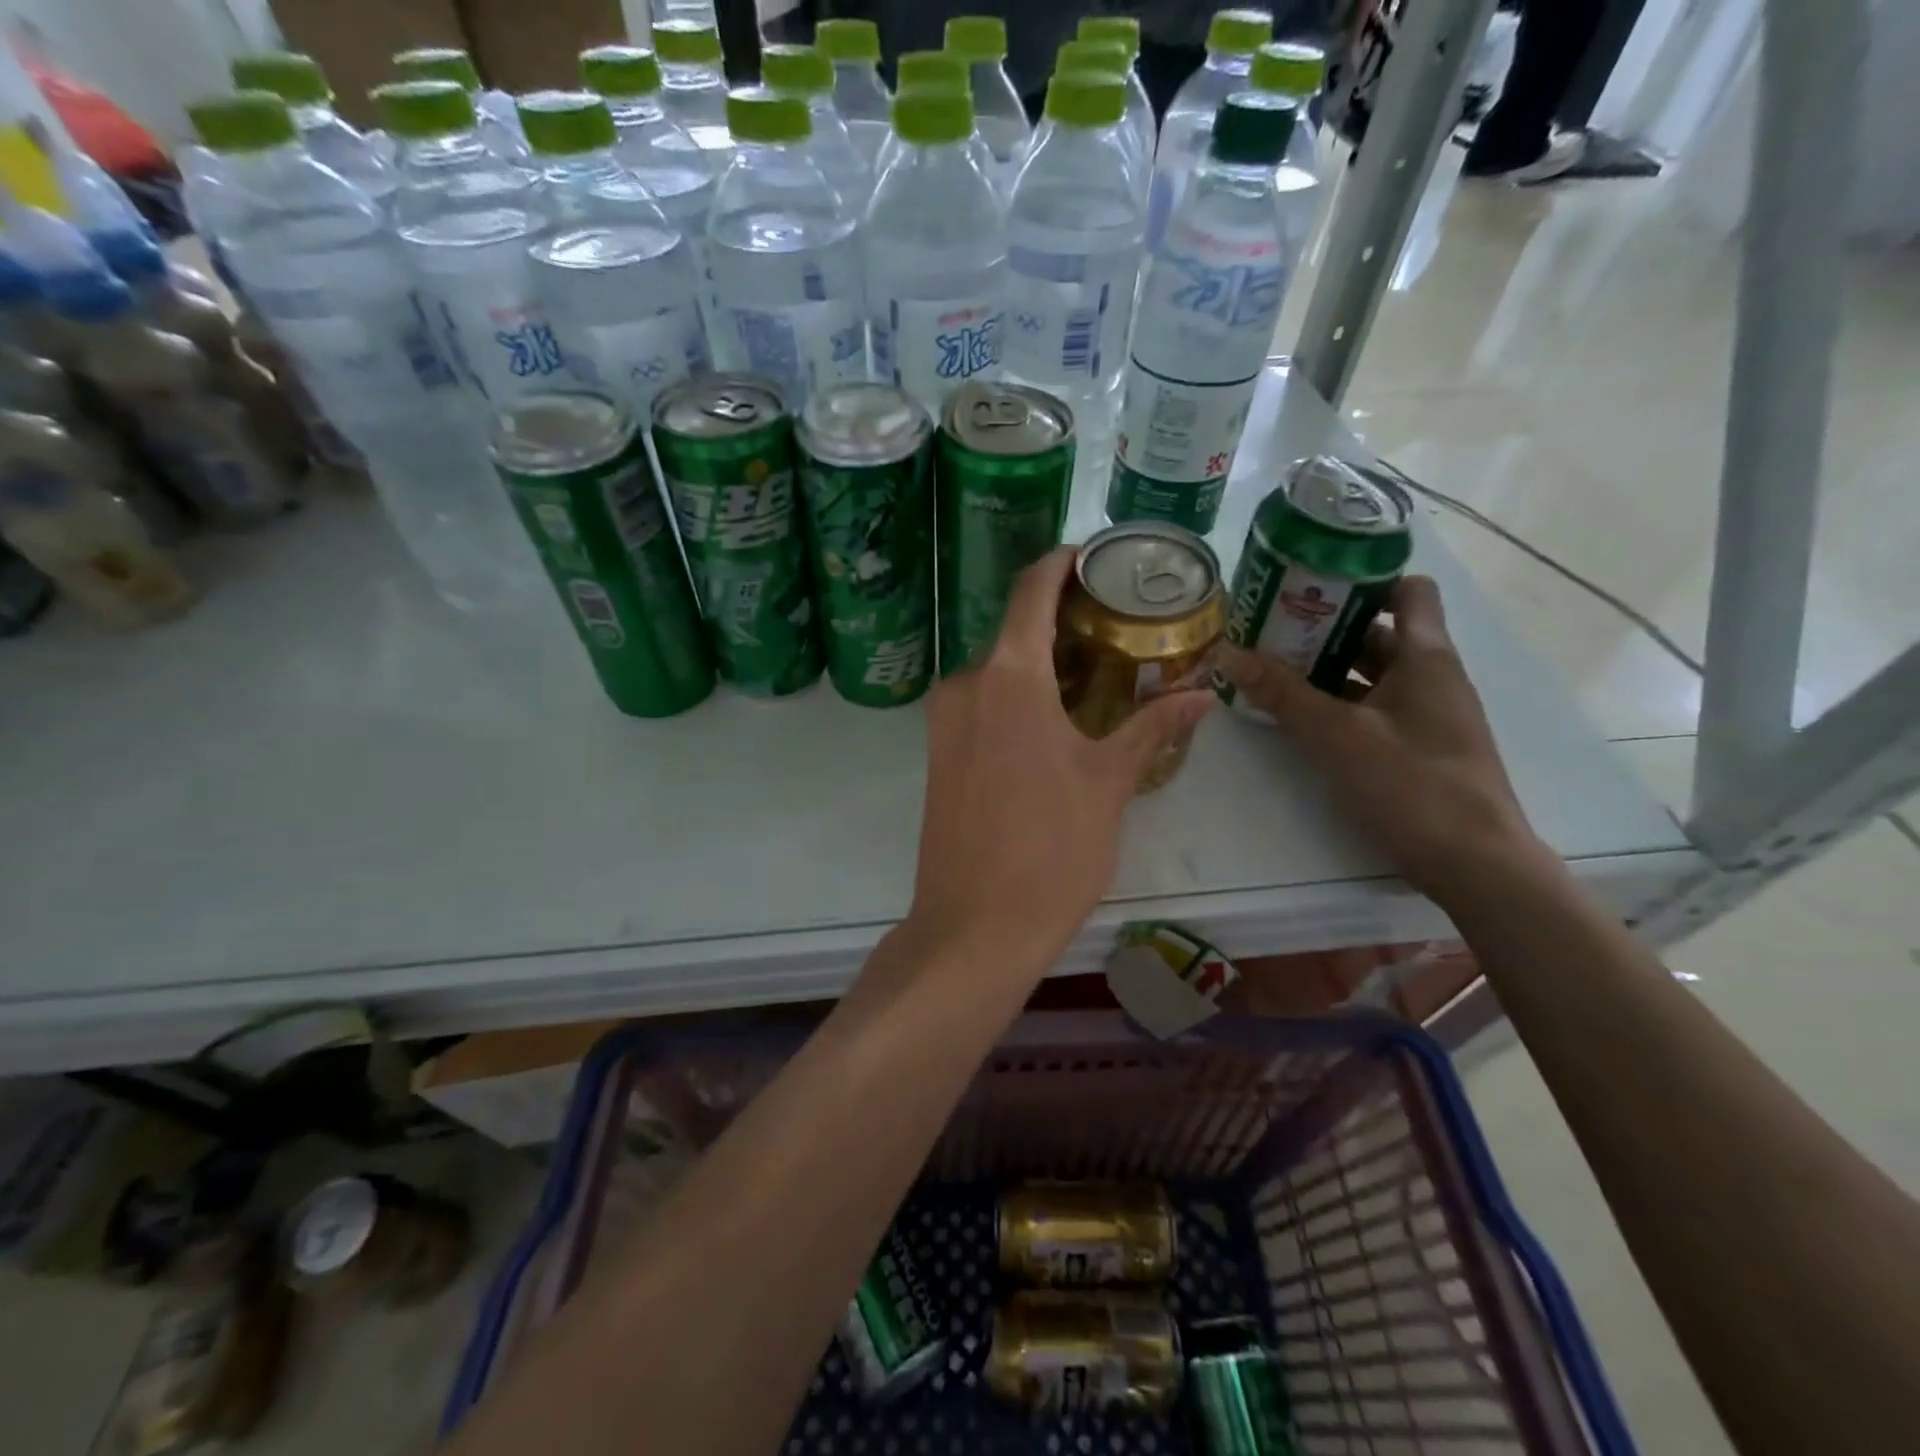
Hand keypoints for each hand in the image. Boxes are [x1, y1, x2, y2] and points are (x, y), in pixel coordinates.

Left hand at [906, 547, 1213, 978]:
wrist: (974, 926)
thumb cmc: (1051, 849)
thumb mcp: (1110, 782)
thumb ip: (1153, 726)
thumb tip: (1204, 693)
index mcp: (1008, 676)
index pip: (1031, 589)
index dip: (1062, 563)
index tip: (1097, 557)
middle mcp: (966, 684)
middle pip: (1015, 630)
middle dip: (1063, 622)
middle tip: (1119, 629)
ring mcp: (944, 720)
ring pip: (997, 669)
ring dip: (1040, 662)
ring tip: (1098, 673)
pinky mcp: (938, 753)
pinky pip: (980, 702)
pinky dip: (1016, 695)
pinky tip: (1054, 718)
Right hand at [1215, 574, 1545, 905]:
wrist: (1474, 864)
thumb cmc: (1412, 785)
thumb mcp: (1336, 736)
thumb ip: (1282, 694)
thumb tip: (1228, 653)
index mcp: (1425, 657)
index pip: (1407, 590)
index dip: (1363, 581)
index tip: (1310, 586)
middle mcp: (1431, 677)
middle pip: (1378, 633)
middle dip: (1324, 628)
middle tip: (1269, 631)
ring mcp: (1427, 715)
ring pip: (1372, 674)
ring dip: (1325, 669)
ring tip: (1271, 671)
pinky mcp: (1418, 748)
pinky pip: (1373, 708)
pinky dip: (1338, 704)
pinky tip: (1299, 717)